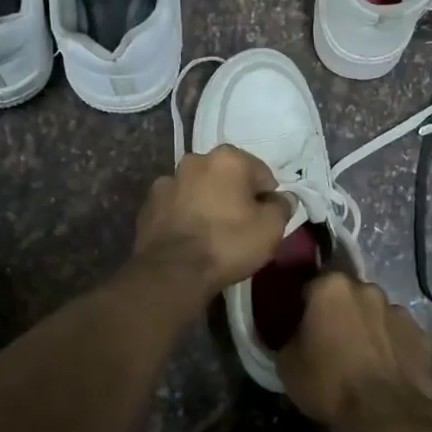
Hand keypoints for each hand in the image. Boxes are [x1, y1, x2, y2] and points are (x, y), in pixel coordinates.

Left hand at [132, 145, 289, 298]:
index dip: (267, 196)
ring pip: (198, 189)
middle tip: (240, 225)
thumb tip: (282, 198)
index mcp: (228, 159)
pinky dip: (184, 215)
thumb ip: (283, 206)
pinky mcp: (148, 204)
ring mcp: (167, 181)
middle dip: (234, 194)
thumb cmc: (229, 244)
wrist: (173, 272)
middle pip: (226, 176)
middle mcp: (195, 160)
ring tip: (211, 233)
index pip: (260, 173)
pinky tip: (189, 238)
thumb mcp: (272, 228)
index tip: (266, 219)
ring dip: (206, 202)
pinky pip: (176, 205)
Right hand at [278, 273, 431, 430]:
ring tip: (362, 360)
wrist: (384, 415)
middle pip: (347, 296)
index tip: (302, 327)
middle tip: (332, 343)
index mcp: (331, 287)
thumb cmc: (328, 384)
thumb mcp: (287, 363)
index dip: (305, 307)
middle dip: (340, 313)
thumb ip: (288, 337)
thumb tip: (295, 334)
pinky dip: (392, 347)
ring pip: (376, 314)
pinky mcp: (422, 335)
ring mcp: (399, 310)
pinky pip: (399, 336)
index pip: (311, 287)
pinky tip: (386, 371)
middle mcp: (367, 289)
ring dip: (368, 328)